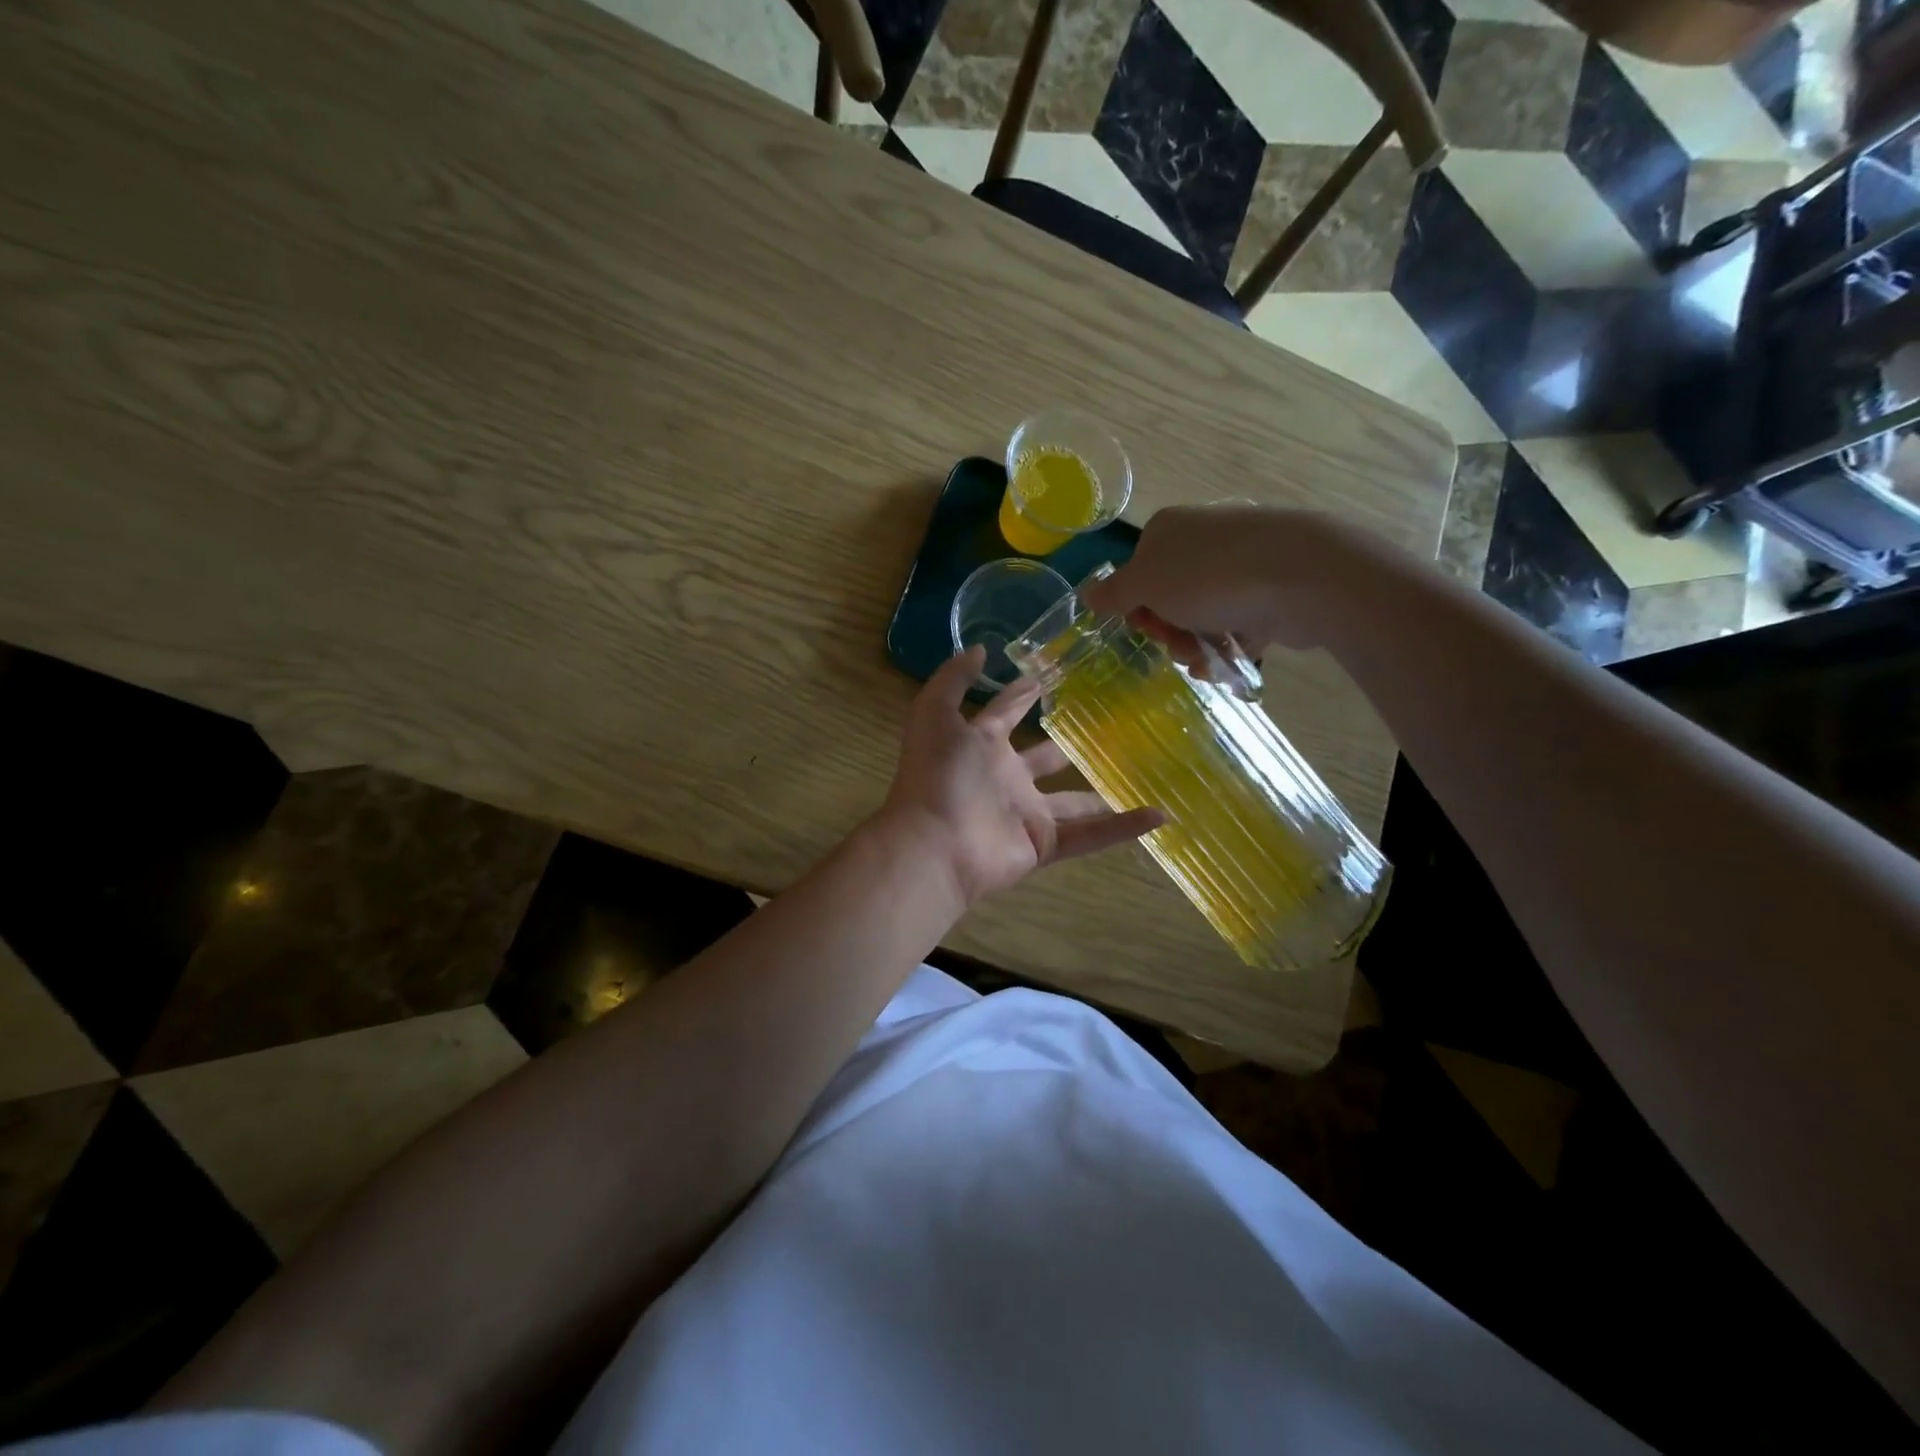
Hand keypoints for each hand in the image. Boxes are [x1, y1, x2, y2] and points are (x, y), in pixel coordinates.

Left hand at [878, 647, 1163, 906]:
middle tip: (1105, 725)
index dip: (1022, 695)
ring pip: (1073, 802)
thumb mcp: (935, 713)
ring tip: (1141, 774)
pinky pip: (1091, 835)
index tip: (1049, 677)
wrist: (934, 845)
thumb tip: (983, 649)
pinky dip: (1124, 828)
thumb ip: (954, 679)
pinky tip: (1160, 814)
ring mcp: (1026, 813)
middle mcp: (1006, 778)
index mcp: (981, 746)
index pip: (1005, 713)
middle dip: (1065, 745)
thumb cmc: (937, 774)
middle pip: (1043, 759)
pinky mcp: (1044, 844)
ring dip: (1102, 793)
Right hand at [1080, 505, 1376, 655]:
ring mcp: (1241, 563)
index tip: (1146, 629)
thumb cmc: (1211, 577)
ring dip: (1197, 645)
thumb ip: (1114, 593)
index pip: (1138, 573)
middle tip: (1180, 648)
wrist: (1303, 576)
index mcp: (1169, 531)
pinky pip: (1239, 623)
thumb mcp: (1147, 585)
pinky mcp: (1271, 589)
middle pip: (1170, 598)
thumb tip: (1086, 593)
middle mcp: (1203, 541)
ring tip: (1208, 663)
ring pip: (1204, 615)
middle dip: (1170, 632)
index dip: (1137, 608)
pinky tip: (1229, 665)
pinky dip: (1230, 646)